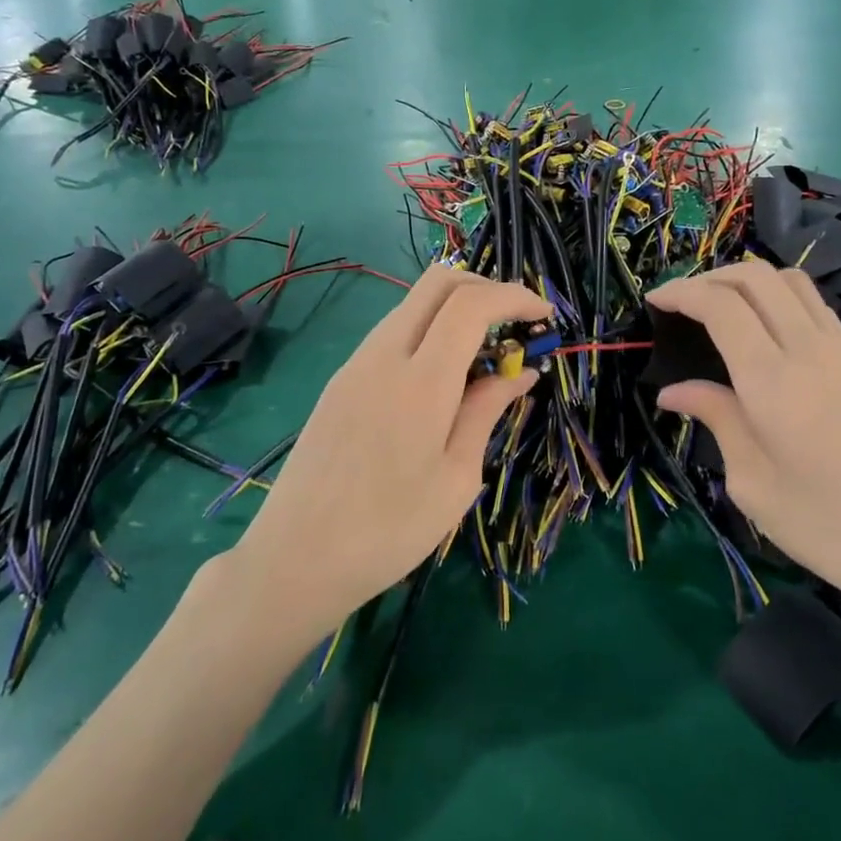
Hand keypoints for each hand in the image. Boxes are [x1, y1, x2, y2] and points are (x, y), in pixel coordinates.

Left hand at [227, 267, 548, 640]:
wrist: (295, 558)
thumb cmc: (390, 530)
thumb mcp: (457, 476)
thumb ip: (487, 411)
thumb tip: (521, 371)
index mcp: (421, 380)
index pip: (472, 304)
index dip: (514, 298)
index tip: (545, 316)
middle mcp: (384, 355)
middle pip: (438, 282)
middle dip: (485, 288)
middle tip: (515, 324)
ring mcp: (357, 363)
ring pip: (413, 305)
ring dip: (455, 311)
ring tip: (485, 359)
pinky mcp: (341, 380)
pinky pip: (394, 334)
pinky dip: (429, 334)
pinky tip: (443, 380)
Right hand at [646, 263, 840, 630]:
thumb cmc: (825, 525)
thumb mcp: (752, 482)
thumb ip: (715, 418)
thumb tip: (672, 391)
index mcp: (772, 380)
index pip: (721, 305)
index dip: (681, 293)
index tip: (653, 301)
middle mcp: (807, 349)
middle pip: (754, 276)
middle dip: (708, 277)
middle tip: (679, 303)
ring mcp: (839, 350)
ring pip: (788, 280)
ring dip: (746, 280)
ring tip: (717, 305)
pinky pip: (812, 303)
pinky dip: (777, 294)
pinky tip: (761, 326)